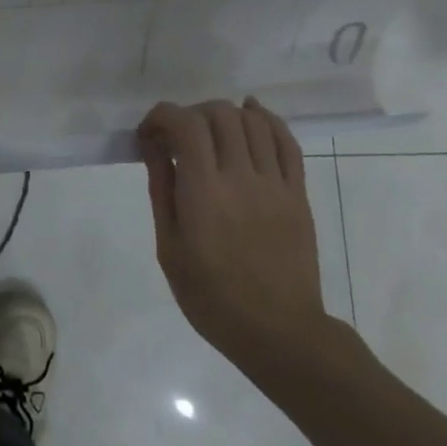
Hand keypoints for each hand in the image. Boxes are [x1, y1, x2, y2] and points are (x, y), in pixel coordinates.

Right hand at [138, 98, 333, 372]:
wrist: (278, 331)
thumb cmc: (210, 295)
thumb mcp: (169, 247)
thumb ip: (162, 190)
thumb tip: (153, 147)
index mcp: (204, 192)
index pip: (185, 125)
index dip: (161, 116)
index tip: (148, 135)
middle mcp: (242, 177)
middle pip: (219, 115)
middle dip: (190, 114)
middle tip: (176, 137)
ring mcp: (276, 184)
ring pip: (253, 122)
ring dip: (225, 115)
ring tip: (209, 131)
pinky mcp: (298, 194)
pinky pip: (287, 143)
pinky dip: (267, 120)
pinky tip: (250, 116)